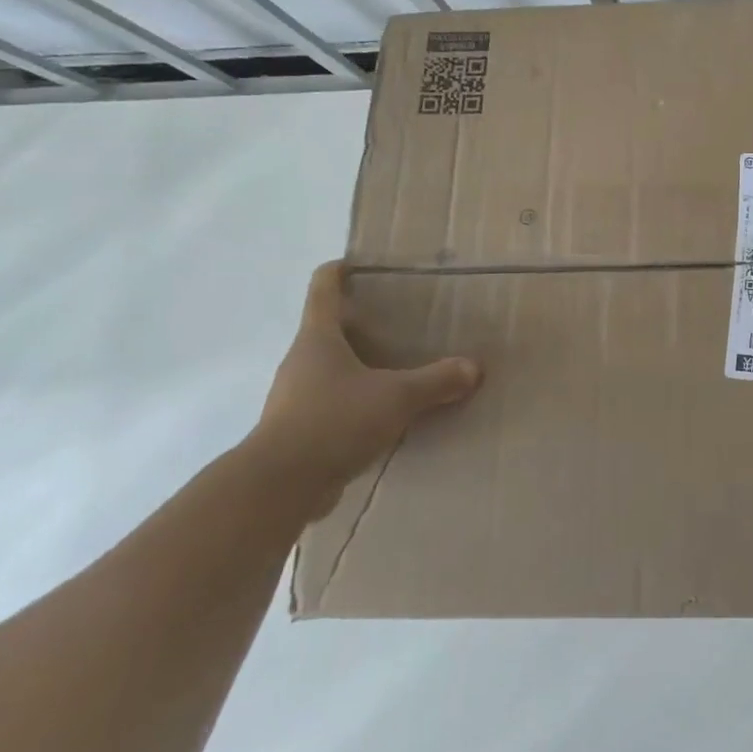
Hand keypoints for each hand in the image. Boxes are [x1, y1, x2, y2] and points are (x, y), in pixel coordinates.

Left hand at [247, 261, 479, 504]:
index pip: (323, 289)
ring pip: (331, 370)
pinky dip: (356, 404)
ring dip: (360, 368)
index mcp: (318, 338)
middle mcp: (302, 362)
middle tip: (400, 323)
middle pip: (329, 330)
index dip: (339, 271)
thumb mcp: (396, 397)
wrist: (278, 487)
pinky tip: (385, 417)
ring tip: (399, 371)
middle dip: (361, 324)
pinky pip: (332, 406)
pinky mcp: (298, 432)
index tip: (358, 264)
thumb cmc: (333, 420)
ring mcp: (295, 398)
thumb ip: (436, 381)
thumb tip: (474, 368)